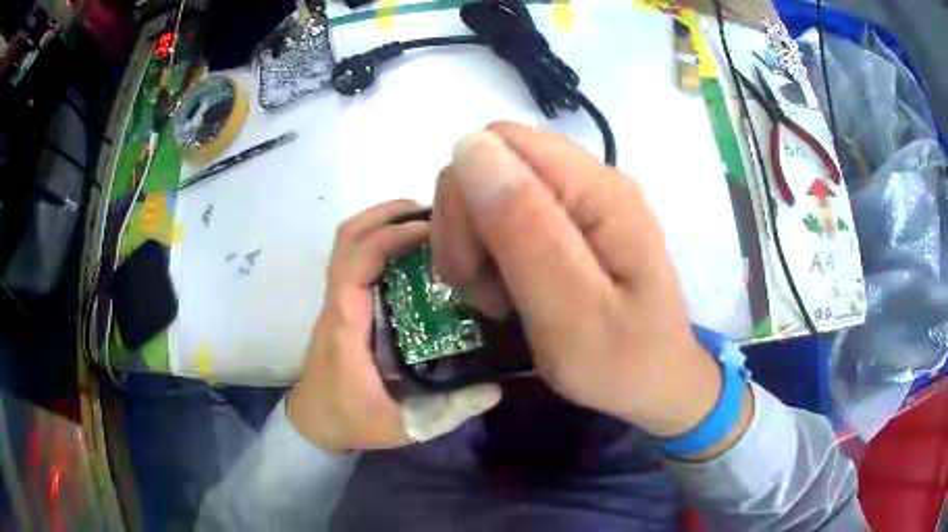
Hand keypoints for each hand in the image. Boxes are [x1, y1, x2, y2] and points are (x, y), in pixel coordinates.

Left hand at [287, 200, 501, 451]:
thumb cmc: (351, 421)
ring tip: (428, 224)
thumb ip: (449, 411)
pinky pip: (355, 257)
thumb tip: (496, 387)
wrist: (314, 422)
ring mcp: (336, 300)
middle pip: (346, 237)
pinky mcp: (343, 303)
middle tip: (435, 213)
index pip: (356, 264)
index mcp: (346, 326)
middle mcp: (337, 303)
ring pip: (347, 242)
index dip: (389, 237)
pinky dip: (381, 240)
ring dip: (383, 222)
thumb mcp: (405, 426)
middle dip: (387, 214)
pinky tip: (415, 253)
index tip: (431, 230)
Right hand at [431, 123, 734, 438]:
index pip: (497, 143)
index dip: (467, 196)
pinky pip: (509, 218)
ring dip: (475, 243)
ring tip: (497, 298)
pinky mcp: (574, 224)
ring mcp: (583, 201)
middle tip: (480, 288)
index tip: (473, 265)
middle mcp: (590, 179)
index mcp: (596, 190)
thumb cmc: (621, 362)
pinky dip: (491, 254)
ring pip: (492, 190)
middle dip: (466, 224)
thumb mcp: (570, 310)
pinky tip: (508, 292)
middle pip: (490, 161)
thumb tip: (470, 146)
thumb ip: (522, 227)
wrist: (659, 385)